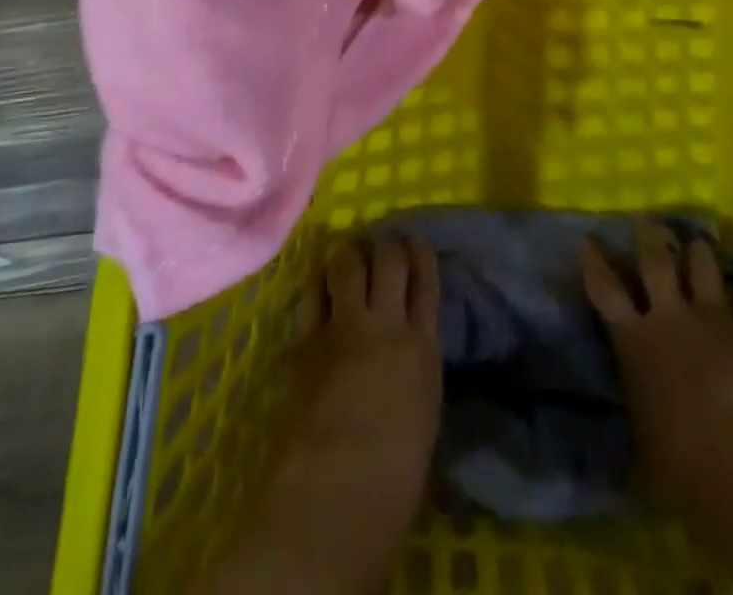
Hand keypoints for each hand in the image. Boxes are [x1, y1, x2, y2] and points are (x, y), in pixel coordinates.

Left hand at [211, 238, 441, 594]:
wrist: (341, 488)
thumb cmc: (396, 474)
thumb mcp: (424, 409)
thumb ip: (416, 366)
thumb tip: (407, 351)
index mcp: (423, 345)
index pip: (426, 278)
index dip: (419, 252)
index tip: (414, 242)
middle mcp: (386, 322)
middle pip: (389, 259)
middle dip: (385, 245)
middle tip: (380, 247)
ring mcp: (343, 326)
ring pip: (348, 263)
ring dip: (350, 254)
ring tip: (349, 255)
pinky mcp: (306, 339)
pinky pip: (311, 293)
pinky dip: (318, 283)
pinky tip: (320, 283)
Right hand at [581, 220, 732, 519]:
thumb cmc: (688, 470)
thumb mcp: (645, 445)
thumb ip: (638, 409)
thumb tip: (633, 409)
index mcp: (635, 342)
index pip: (604, 289)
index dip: (594, 262)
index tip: (588, 240)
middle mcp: (671, 318)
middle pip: (655, 260)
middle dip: (649, 236)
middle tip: (647, 219)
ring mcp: (717, 320)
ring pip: (704, 267)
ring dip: (699, 253)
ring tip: (699, 243)